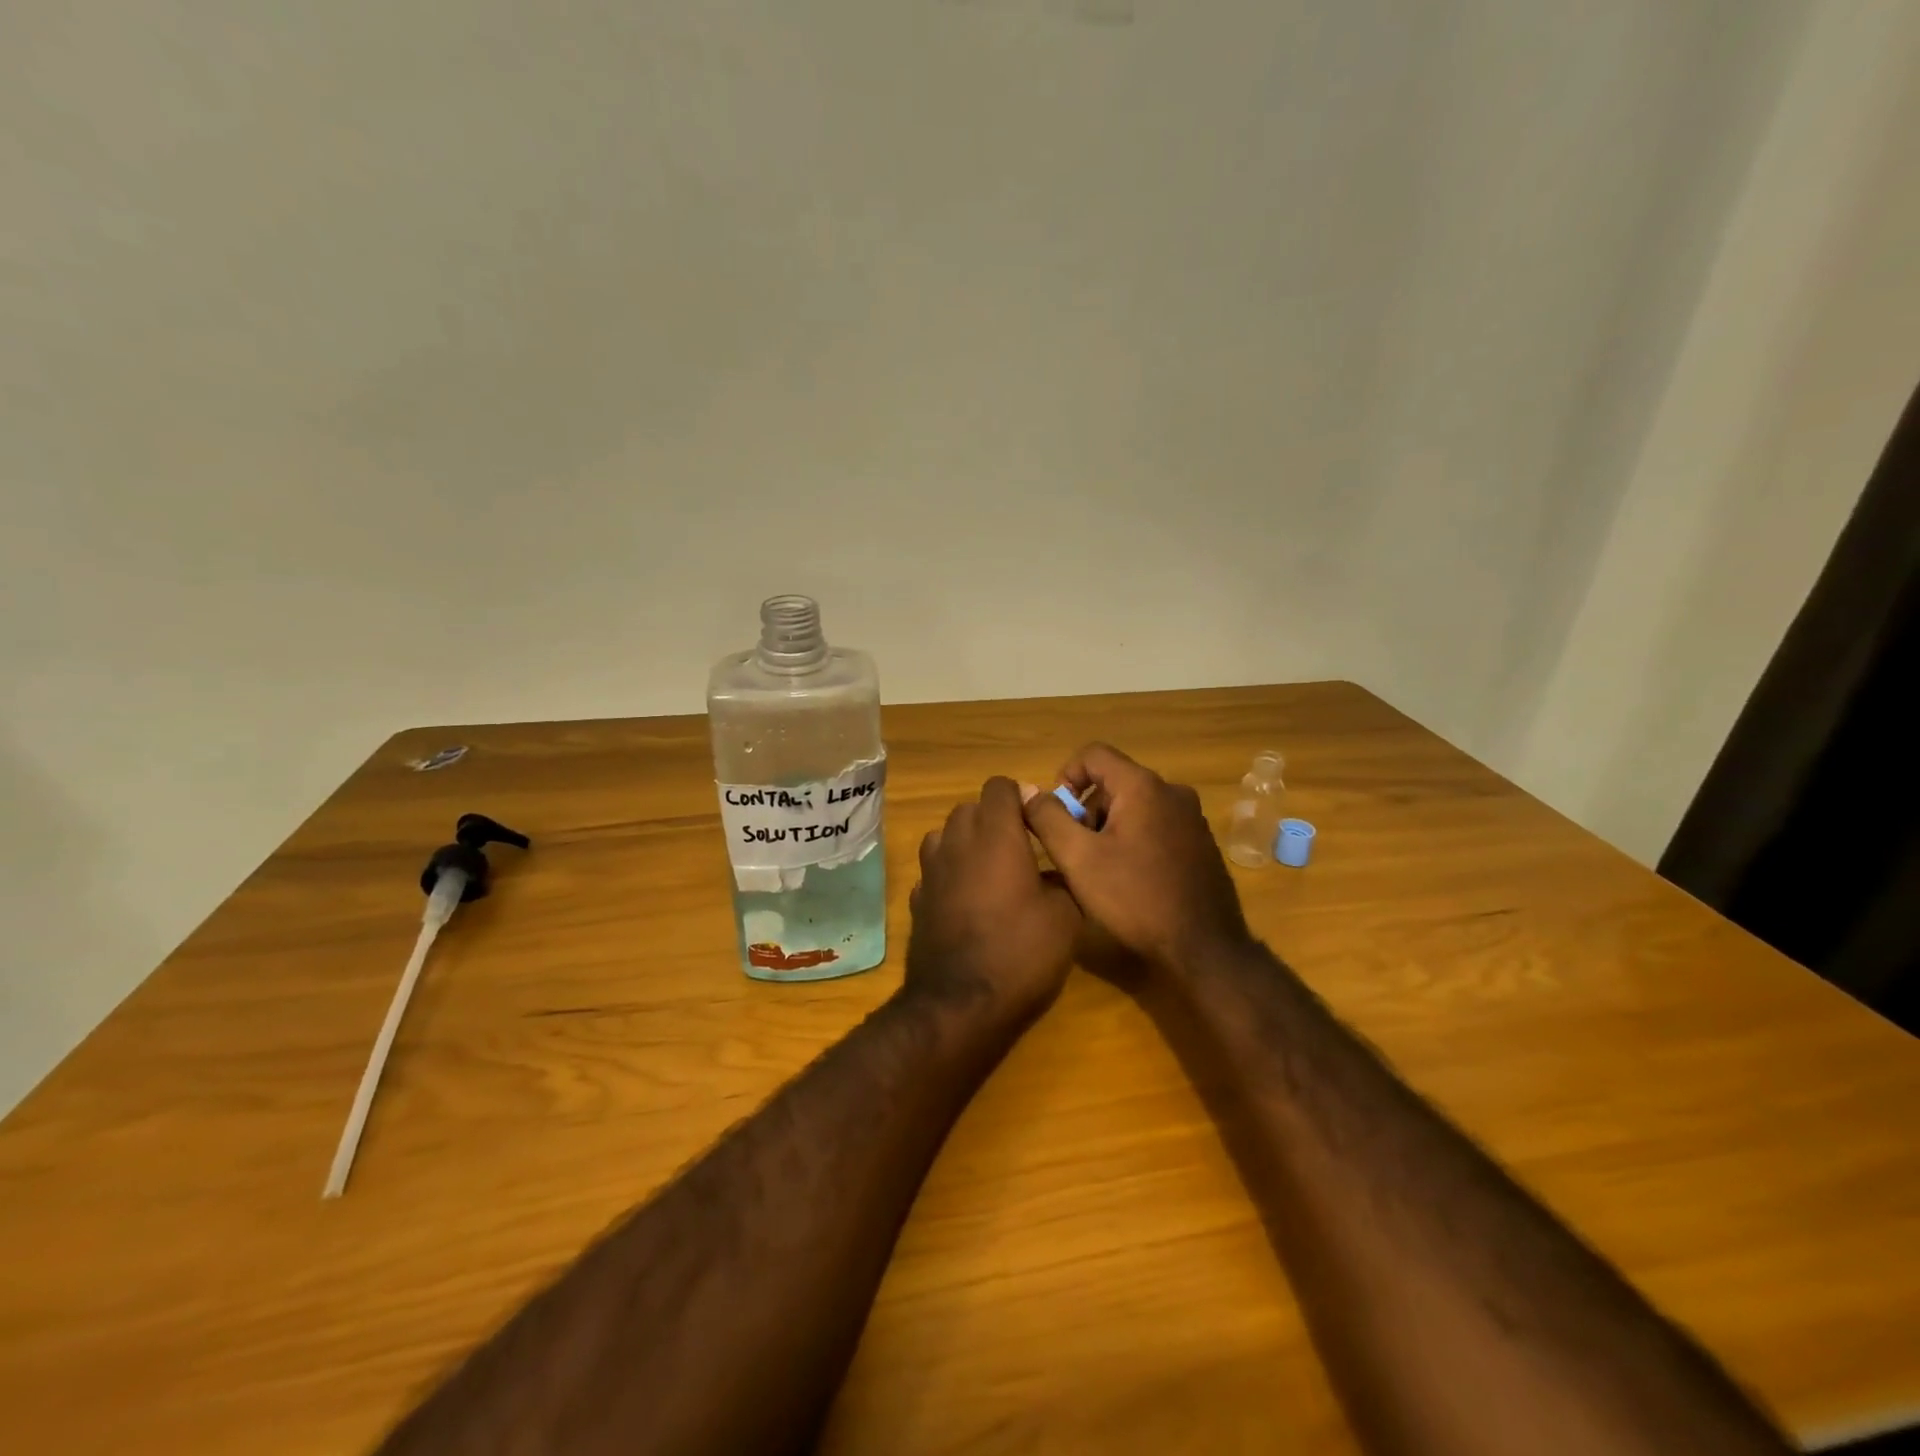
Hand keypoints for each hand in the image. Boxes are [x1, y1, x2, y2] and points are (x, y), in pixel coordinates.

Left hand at [906, 776, 1083, 1021]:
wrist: (962, 1004)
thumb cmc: (1022, 952)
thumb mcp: (1066, 917)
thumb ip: (1063, 879)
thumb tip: (1055, 871)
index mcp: (996, 835)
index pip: (999, 786)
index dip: (1020, 796)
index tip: (1037, 820)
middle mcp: (957, 843)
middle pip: (969, 808)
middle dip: (993, 818)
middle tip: (1019, 848)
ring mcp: (931, 871)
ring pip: (944, 836)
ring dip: (966, 843)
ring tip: (989, 871)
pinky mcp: (917, 900)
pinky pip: (933, 872)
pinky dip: (949, 875)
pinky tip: (966, 901)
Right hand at [1021, 744, 1250, 971]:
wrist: (1203, 948)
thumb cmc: (1135, 898)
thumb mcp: (1078, 859)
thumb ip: (1047, 818)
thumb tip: (1029, 792)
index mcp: (1143, 786)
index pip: (1093, 754)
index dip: (1066, 776)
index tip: (1056, 814)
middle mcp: (1172, 791)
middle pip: (1114, 782)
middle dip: (1087, 810)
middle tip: (1076, 851)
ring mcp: (1192, 817)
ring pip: (1135, 805)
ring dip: (1110, 827)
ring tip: (1100, 869)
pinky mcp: (1201, 842)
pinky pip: (1157, 825)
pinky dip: (1135, 839)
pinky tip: (1130, 878)